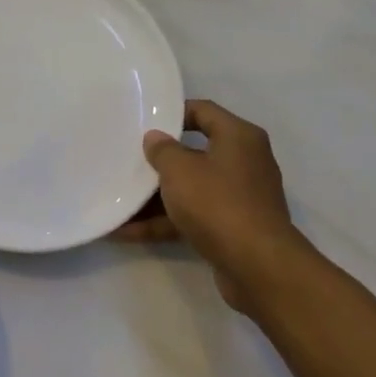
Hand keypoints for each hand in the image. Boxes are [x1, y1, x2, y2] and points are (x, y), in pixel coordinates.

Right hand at [112, 99, 316, 312]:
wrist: (256, 265)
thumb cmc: (217, 202)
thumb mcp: (180, 170)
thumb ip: (162, 150)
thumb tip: (156, 138)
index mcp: (238, 137)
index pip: (203, 111)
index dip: (172, 113)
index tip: (143, 121)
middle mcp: (244, 162)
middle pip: (195, 152)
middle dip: (160, 160)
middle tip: (127, 158)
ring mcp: (239, 197)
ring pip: (191, 189)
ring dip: (156, 197)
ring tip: (119, 199)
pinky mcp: (232, 227)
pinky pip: (192, 216)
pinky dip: (164, 222)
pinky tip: (127, 232)